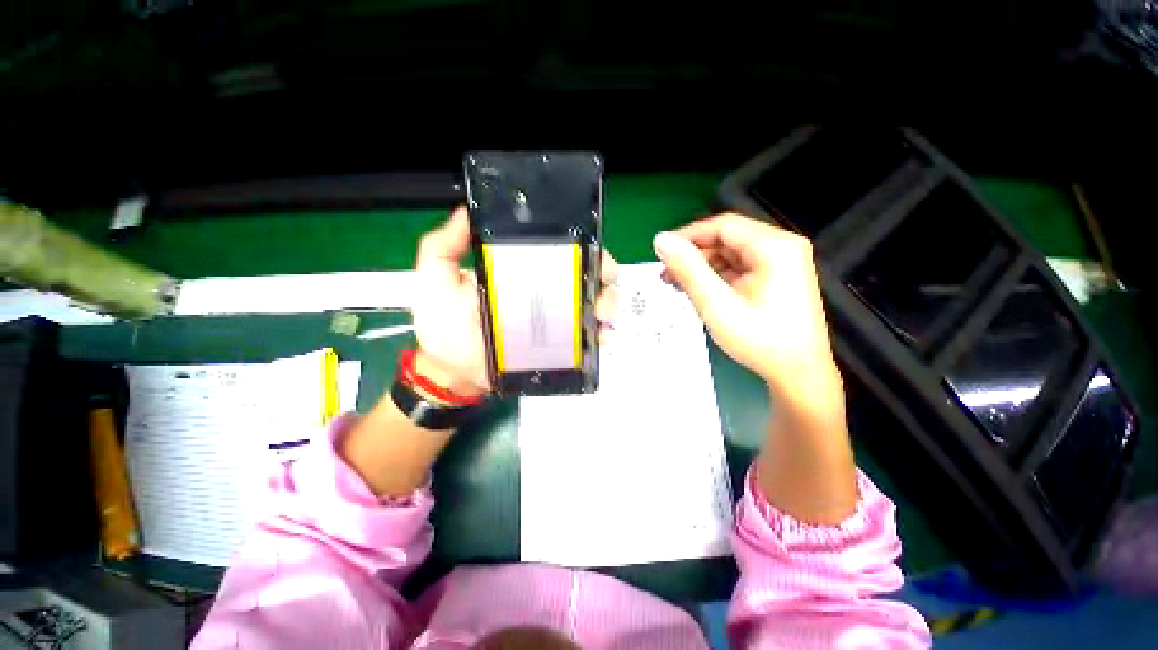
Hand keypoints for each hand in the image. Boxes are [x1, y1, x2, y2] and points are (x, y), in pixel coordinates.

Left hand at [412, 207, 618, 394]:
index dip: (581, 245)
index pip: (558, 251)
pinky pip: (588, 337)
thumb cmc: (445, 326)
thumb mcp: (437, 280)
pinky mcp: (560, 345)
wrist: (453, 373)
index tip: (591, 247)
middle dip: (603, 273)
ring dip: (608, 303)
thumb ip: (443, 247)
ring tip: (603, 312)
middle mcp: (545, 292)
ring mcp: (556, 320)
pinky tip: (603, 336)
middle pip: (585, 274)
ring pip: (593, 303)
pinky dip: (602, 334)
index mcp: (522, 271)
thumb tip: (464, 213)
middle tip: (604, 279)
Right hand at [653, 213, 842, 411]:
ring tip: (677, 285)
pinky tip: (699, 291)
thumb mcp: (717, 303)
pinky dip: (716, 278)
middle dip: (693, 256)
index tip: (661, 252)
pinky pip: (739, 269)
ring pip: (731, 255)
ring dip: (702, 268)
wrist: (798, 375)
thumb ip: (688, 268)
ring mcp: (782, 264)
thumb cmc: (759, 339)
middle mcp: (782, 248)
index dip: (688, 236)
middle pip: (727, 240)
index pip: (723, 226)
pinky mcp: (777, 279)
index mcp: (774, 247)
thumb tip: (661, 240)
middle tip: (666, 274)